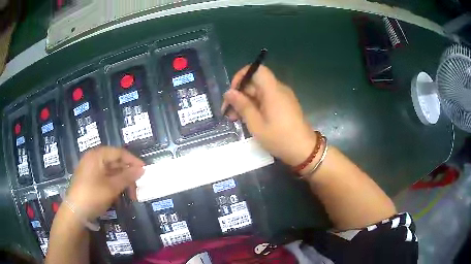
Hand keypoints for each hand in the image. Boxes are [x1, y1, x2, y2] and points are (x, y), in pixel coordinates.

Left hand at [66, 146, 144, 219]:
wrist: (75, 212)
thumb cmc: (93, 195)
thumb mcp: (112, 187)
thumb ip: (127, 177)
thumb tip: (142, 169)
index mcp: (97, 155)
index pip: (119, 152)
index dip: (133, 161)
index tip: (145, 171)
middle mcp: (93, 159)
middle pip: (115, 162)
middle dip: (127, 175)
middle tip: (137, 188)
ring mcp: (90, 170)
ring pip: (111, 172)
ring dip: (122, 183)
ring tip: (129, 196)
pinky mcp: (89, 180)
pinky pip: (105, 179)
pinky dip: (113, 186)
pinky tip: (118, 197)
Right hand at [222, 65, 316, 166]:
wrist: (304, 151)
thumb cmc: (279, 138)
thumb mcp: (256, 124)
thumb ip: (242, 106)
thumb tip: (229, 92)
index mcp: (273, 90)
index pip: (256, 69)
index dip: (242, 76)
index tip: (233, 92)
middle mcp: (279, 89)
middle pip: (256, 83)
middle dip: (240, 95)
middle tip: (229, 113)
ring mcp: (283, 97)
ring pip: (260, 92)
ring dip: (246, 102)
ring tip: (235, 119)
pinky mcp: (285, 105)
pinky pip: (267, 99)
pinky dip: (256, 106)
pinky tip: (249, 120)